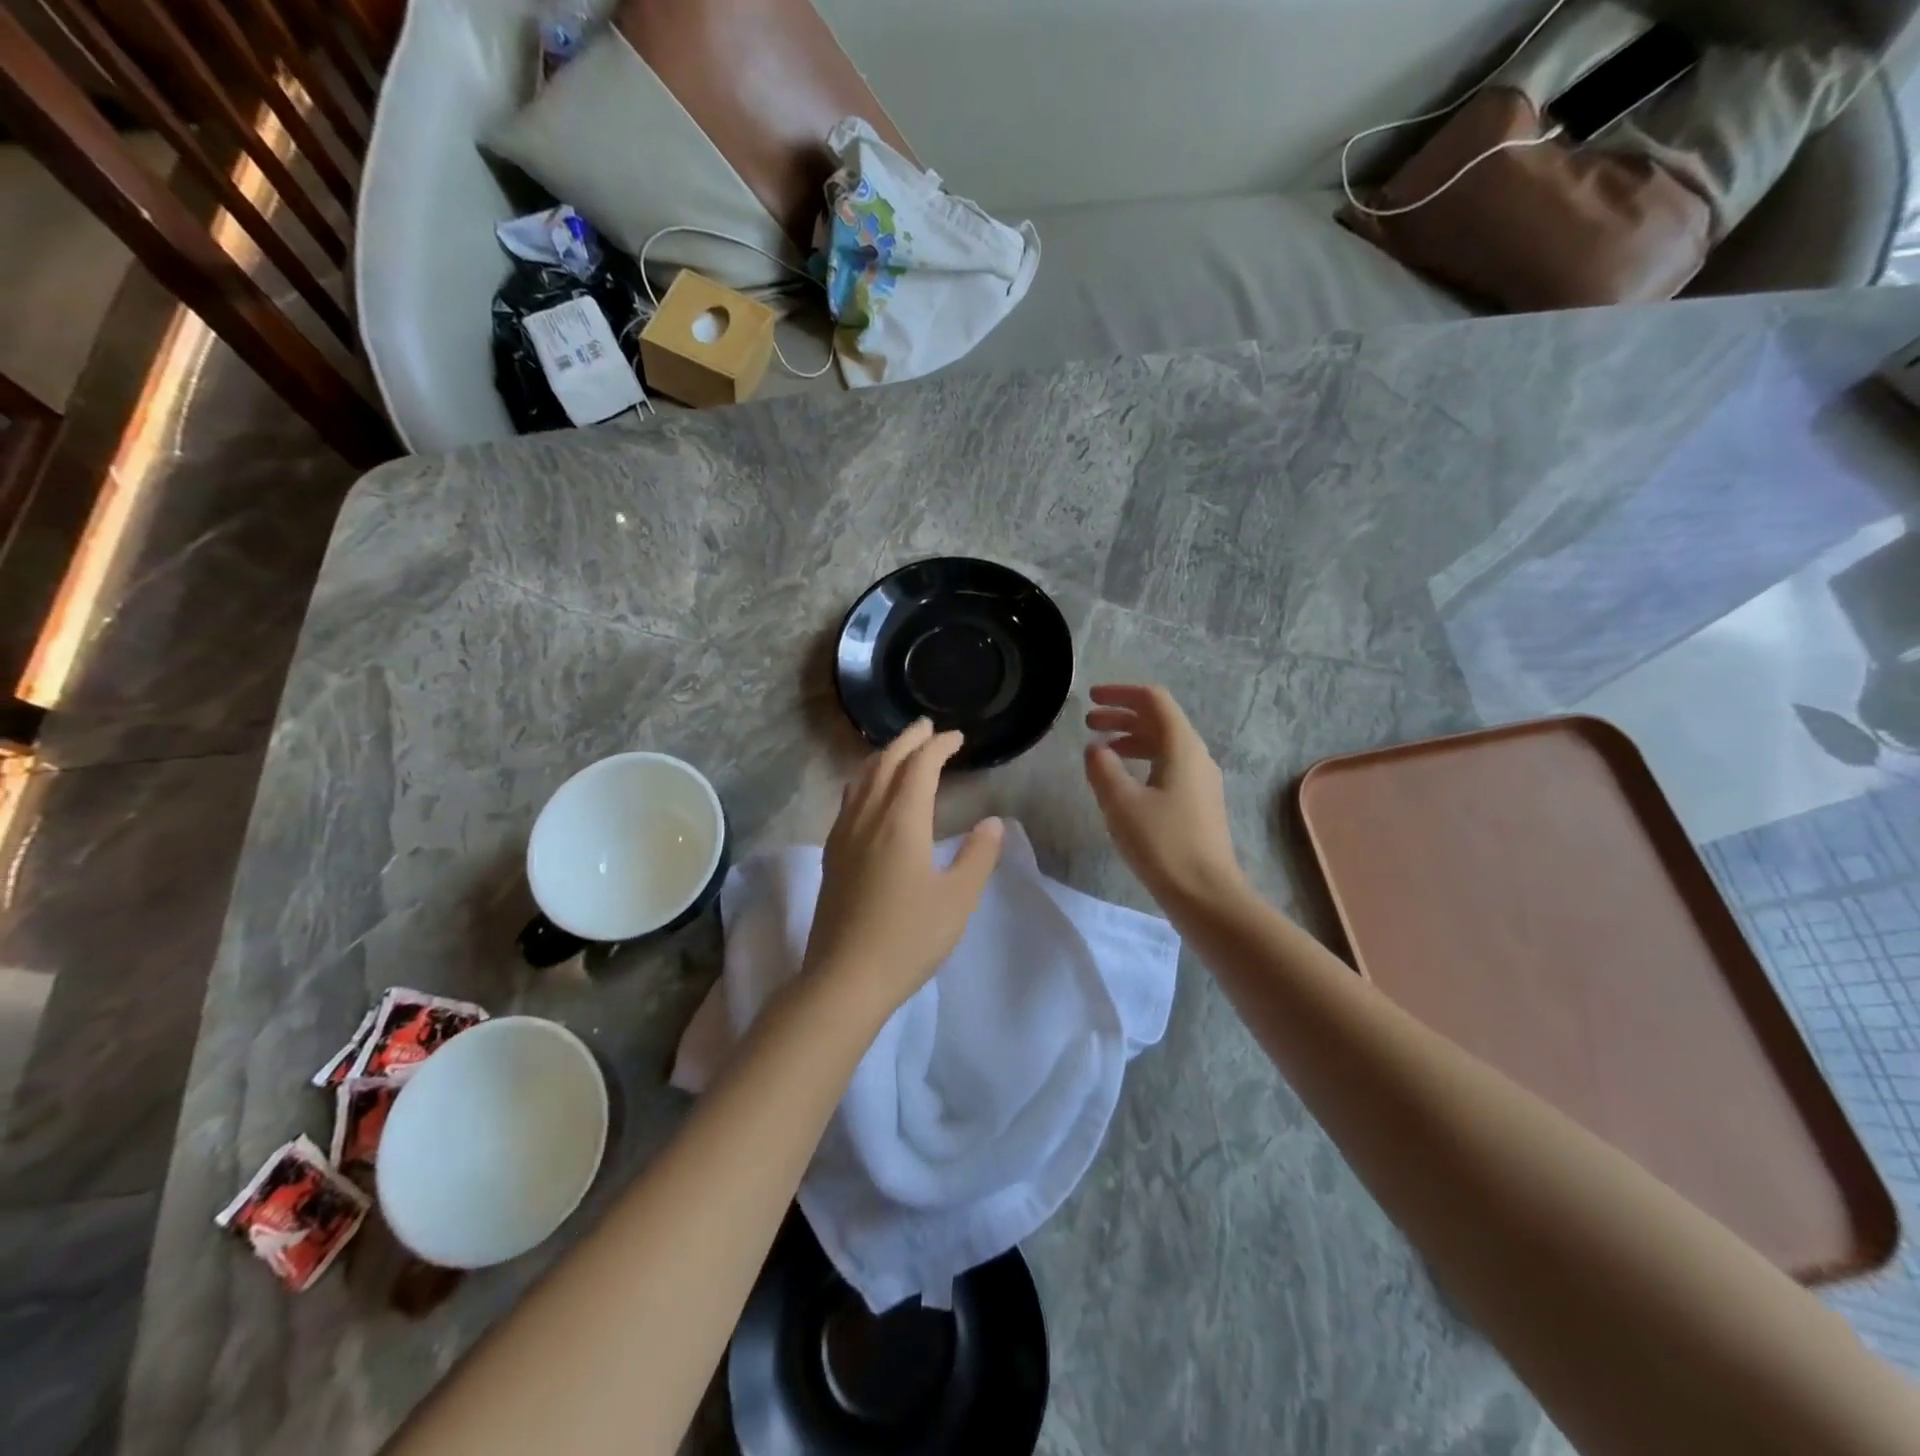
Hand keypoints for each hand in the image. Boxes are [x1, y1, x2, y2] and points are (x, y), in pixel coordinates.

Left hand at [804, 719, 1003, 1014]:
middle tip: (927, 727)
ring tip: (900, 750)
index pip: (919, 767)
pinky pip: (849, 799)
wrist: (845, 978)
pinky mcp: (832, 854)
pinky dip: (865, 779)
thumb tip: (993, 823)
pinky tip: (870, 793)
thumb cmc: (908, 939)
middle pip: (886, 763)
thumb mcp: (957, 900)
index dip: (938, 746)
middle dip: (908, 740)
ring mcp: (844, 835)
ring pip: (861, 778)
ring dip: (883, 756)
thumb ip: (977, 856)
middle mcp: (868, 818)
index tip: (956, 738)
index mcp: (901, 823)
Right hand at [1084, 684, 1245, 909]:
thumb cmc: (1162, 844)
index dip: (1120, 693)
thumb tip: (1095, 748)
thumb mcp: (1121, 803)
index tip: (1090, 698)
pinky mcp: (1198, 804)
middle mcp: (1196, 756)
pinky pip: (1168, 767)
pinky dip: (1142, 762)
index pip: (1153, 700)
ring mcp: (1201, 781)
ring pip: (1163, 745)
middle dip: (1122, 716)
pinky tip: (1123, 782)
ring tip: (1100, 751)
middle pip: (1158, 720)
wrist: (1206, 894)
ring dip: (1130, 739)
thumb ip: (1103, 768)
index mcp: (1182, 747)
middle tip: (1088, 723)